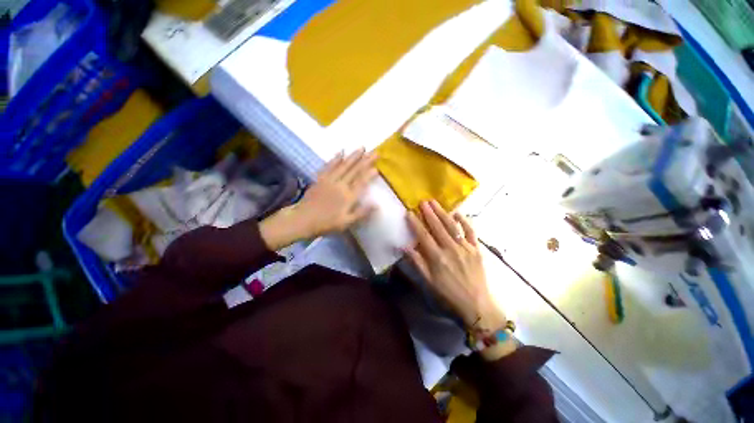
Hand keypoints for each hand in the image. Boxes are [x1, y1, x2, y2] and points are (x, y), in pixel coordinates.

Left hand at [260, 149, 377, 249]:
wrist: (303, 220)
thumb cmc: (327, 223)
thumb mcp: (346, 222)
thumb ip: (361, 213)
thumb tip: (377, 205)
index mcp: (348, 197)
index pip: (361, 182)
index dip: (369, 174)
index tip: (377, 166)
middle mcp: (340, 185)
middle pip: (354, 171)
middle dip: (365, 160)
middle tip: (374, 151)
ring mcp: (329, 180)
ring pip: (343, 165)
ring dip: (353, 156)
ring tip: (361, 147)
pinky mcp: (320, 179)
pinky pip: (329, 166)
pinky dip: (335, 158)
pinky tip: (341, 151)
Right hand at [405, 200, 505, 333]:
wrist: (477, 306)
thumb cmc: (448, 296)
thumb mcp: (428, 283)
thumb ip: (417, 263)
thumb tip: (404, 247)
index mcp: (437, 258)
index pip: (423, 236)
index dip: (415, 223)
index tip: (409, 212)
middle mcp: (450, 249)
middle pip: (437, 227)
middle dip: (429, 213)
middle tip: (422, 201)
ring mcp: (465, 247)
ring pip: (452, 226)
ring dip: (442, 213)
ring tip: (435, 202)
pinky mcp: (476, 249)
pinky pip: (470, 232)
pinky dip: (464, 221)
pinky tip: (457, 213)